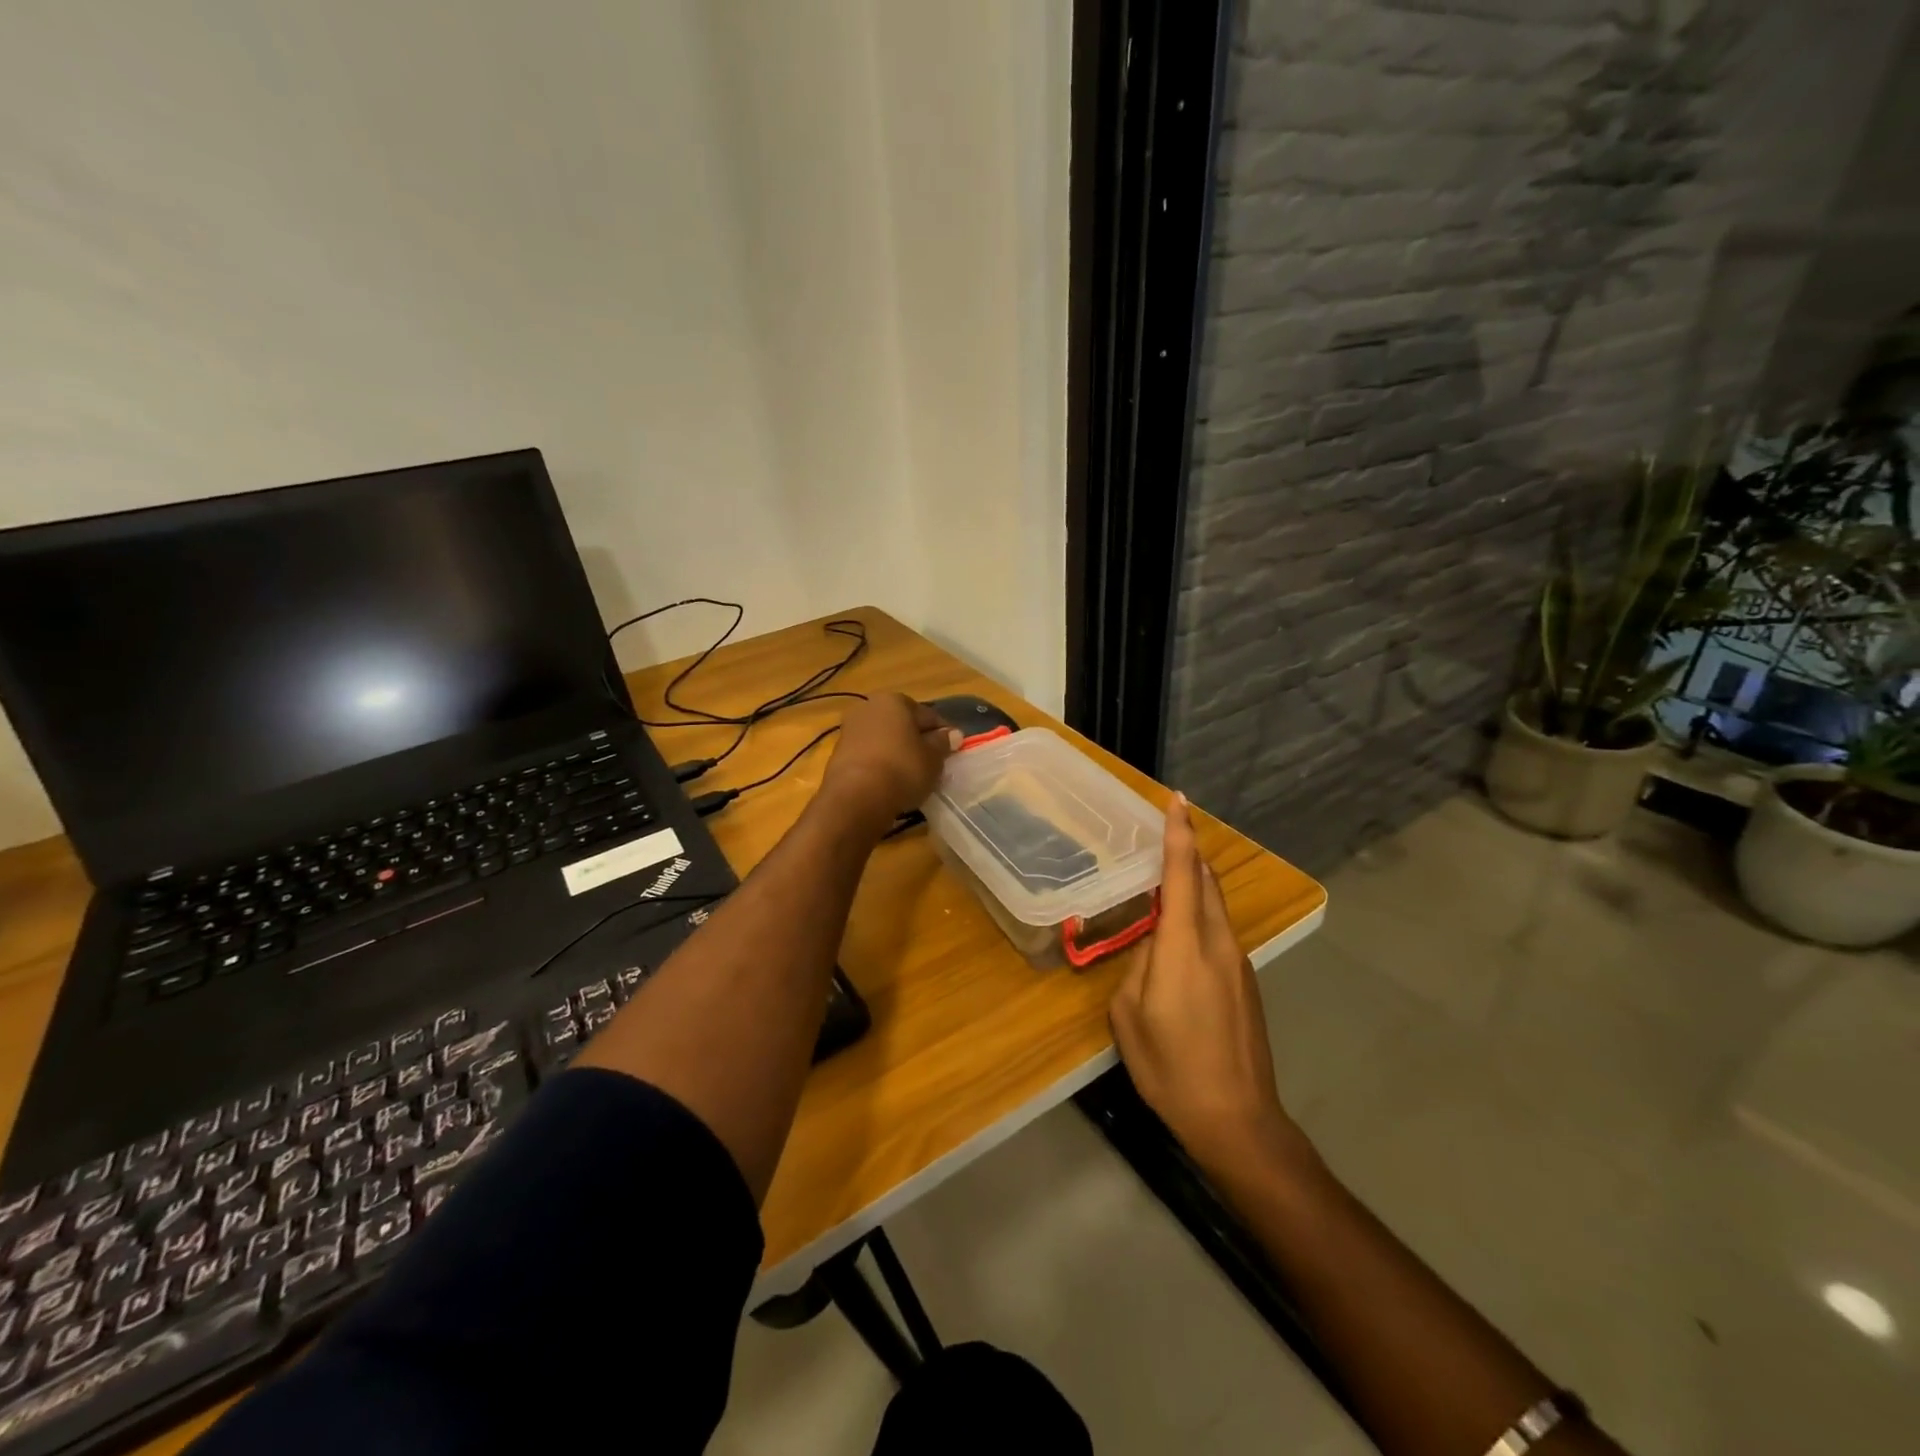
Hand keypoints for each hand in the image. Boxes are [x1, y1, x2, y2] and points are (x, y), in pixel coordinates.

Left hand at [821, 694, 959, 827]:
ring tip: (912, 776)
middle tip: (933, 763)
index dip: (942, 733)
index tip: (952, 751)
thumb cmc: (902, 769)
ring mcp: (850, 730)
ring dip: (898, 753)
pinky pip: (869, 755)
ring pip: (884, 739)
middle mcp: (868, 707)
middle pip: (902, 724)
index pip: (927, 714)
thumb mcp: (933, 758)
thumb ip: (943, 743)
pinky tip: (891, 782)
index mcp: (894, 700)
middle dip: (917, 740)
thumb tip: (952, 734)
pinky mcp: (838, 754)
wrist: (856, 797)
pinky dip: (881, 765)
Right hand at [1109, 793, 1302, 1178]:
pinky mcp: (1246, 981)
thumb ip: (1139, 966)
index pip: (1182, 875)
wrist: (1238, 1119)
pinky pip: (1219, 930)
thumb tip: (1152, 946)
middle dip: (1189, 851)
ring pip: (1215, 905)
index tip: (1178, 800)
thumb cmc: (1171, 1067)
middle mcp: (1217, 943)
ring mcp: (1238, 962)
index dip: (1179, 834)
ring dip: (1195, 882)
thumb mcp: (1130, 1016)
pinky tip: (1181, 931)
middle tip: (1169, 830)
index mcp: (1184, 946)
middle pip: (1205, 882)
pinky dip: (1200, 913)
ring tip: (1169, 874)